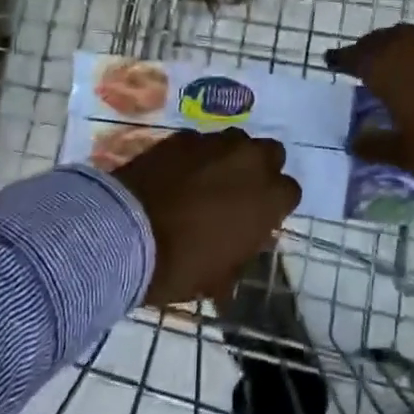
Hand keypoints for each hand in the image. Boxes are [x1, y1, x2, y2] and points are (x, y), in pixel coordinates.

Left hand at [112, 129, 300, 307]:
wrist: (124, 233)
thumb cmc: (179, 264)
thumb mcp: (217, 277)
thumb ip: (239, 256)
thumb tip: (238, 254)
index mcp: (269, 198)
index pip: (290, 192)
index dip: (274, 206)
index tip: (257, 220)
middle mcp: (250, 161)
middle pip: (271, 154)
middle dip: (260, 169)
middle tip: (238, 193)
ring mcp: (215, 143)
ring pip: (237, 141)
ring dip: (230, 158)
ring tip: (207, 180)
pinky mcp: (183, 136)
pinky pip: (201, 142)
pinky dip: (195, 156)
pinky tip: (177, 175)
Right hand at [326, 25, 413, 185]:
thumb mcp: (406, 152)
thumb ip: (375, 145)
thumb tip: (353, 141)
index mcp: (387, 67)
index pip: (354, 56)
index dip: (341, 59)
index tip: (332, 61)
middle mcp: (411, 45)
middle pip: (381, 40)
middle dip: (369, 49)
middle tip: (363, 61)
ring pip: (411, 37)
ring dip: (399, 46)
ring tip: (397, 62)